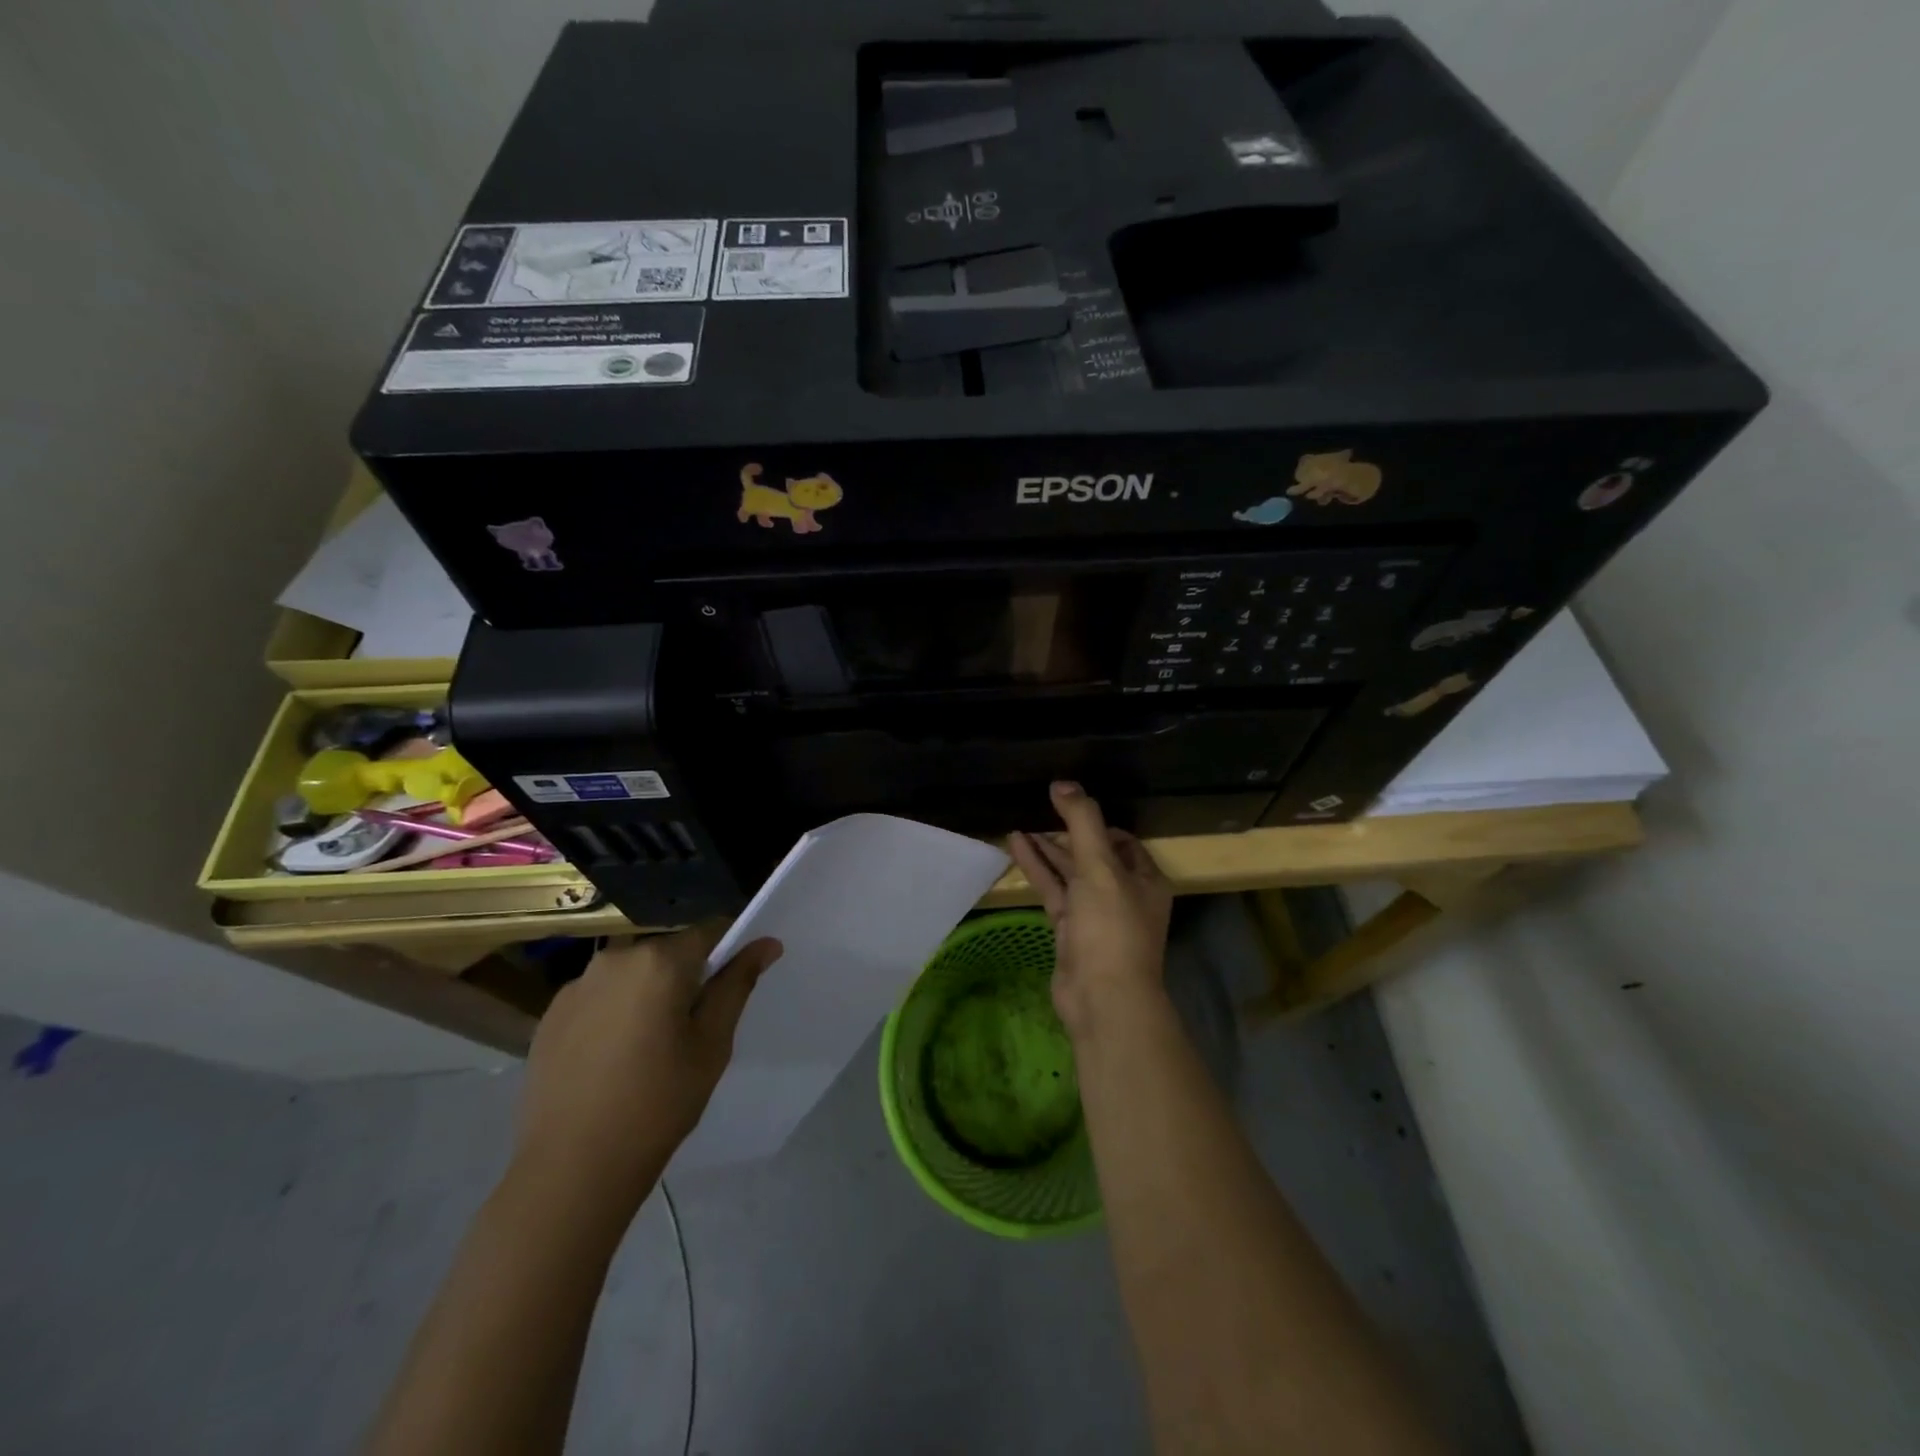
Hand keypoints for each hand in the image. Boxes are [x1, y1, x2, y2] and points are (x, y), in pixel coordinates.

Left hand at [511, 923, 781, 1215]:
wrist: (571, 1168)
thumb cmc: (658, 1103)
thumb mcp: (712, 1044)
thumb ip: (737, 984)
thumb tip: (767, 943)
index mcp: (660, 960)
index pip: (710, 931)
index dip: (728, 951)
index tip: (732, 987)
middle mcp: (615, 958)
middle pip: (668, 952)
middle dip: (686, 976)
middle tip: (692, 1028)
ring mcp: (577, 985)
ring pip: (632, 973)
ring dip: (648, 993)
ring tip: (649, 1046)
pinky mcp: (550, 1014)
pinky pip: (599, 996)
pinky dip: (614, 1012)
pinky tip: (613, 1058)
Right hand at [1009, 782, 1173, 1040]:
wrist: (1102, 998)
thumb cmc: (1110, 927)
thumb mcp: (1100, 866)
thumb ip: (1082, 821)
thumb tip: (1062, 783)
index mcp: (1144, 879)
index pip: (1121, 841)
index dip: (1096, 823)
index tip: (1067, 807)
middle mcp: (1124, 894)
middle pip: (1093, 856)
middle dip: (1066, 835)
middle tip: (1038, 812)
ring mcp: (1096, 915)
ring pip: (1070, 874)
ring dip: (1047, 851)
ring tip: (1018, 826)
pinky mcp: (1072, 932)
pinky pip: (1054, 892)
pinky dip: (1037, 870)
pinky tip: (1015, 848)